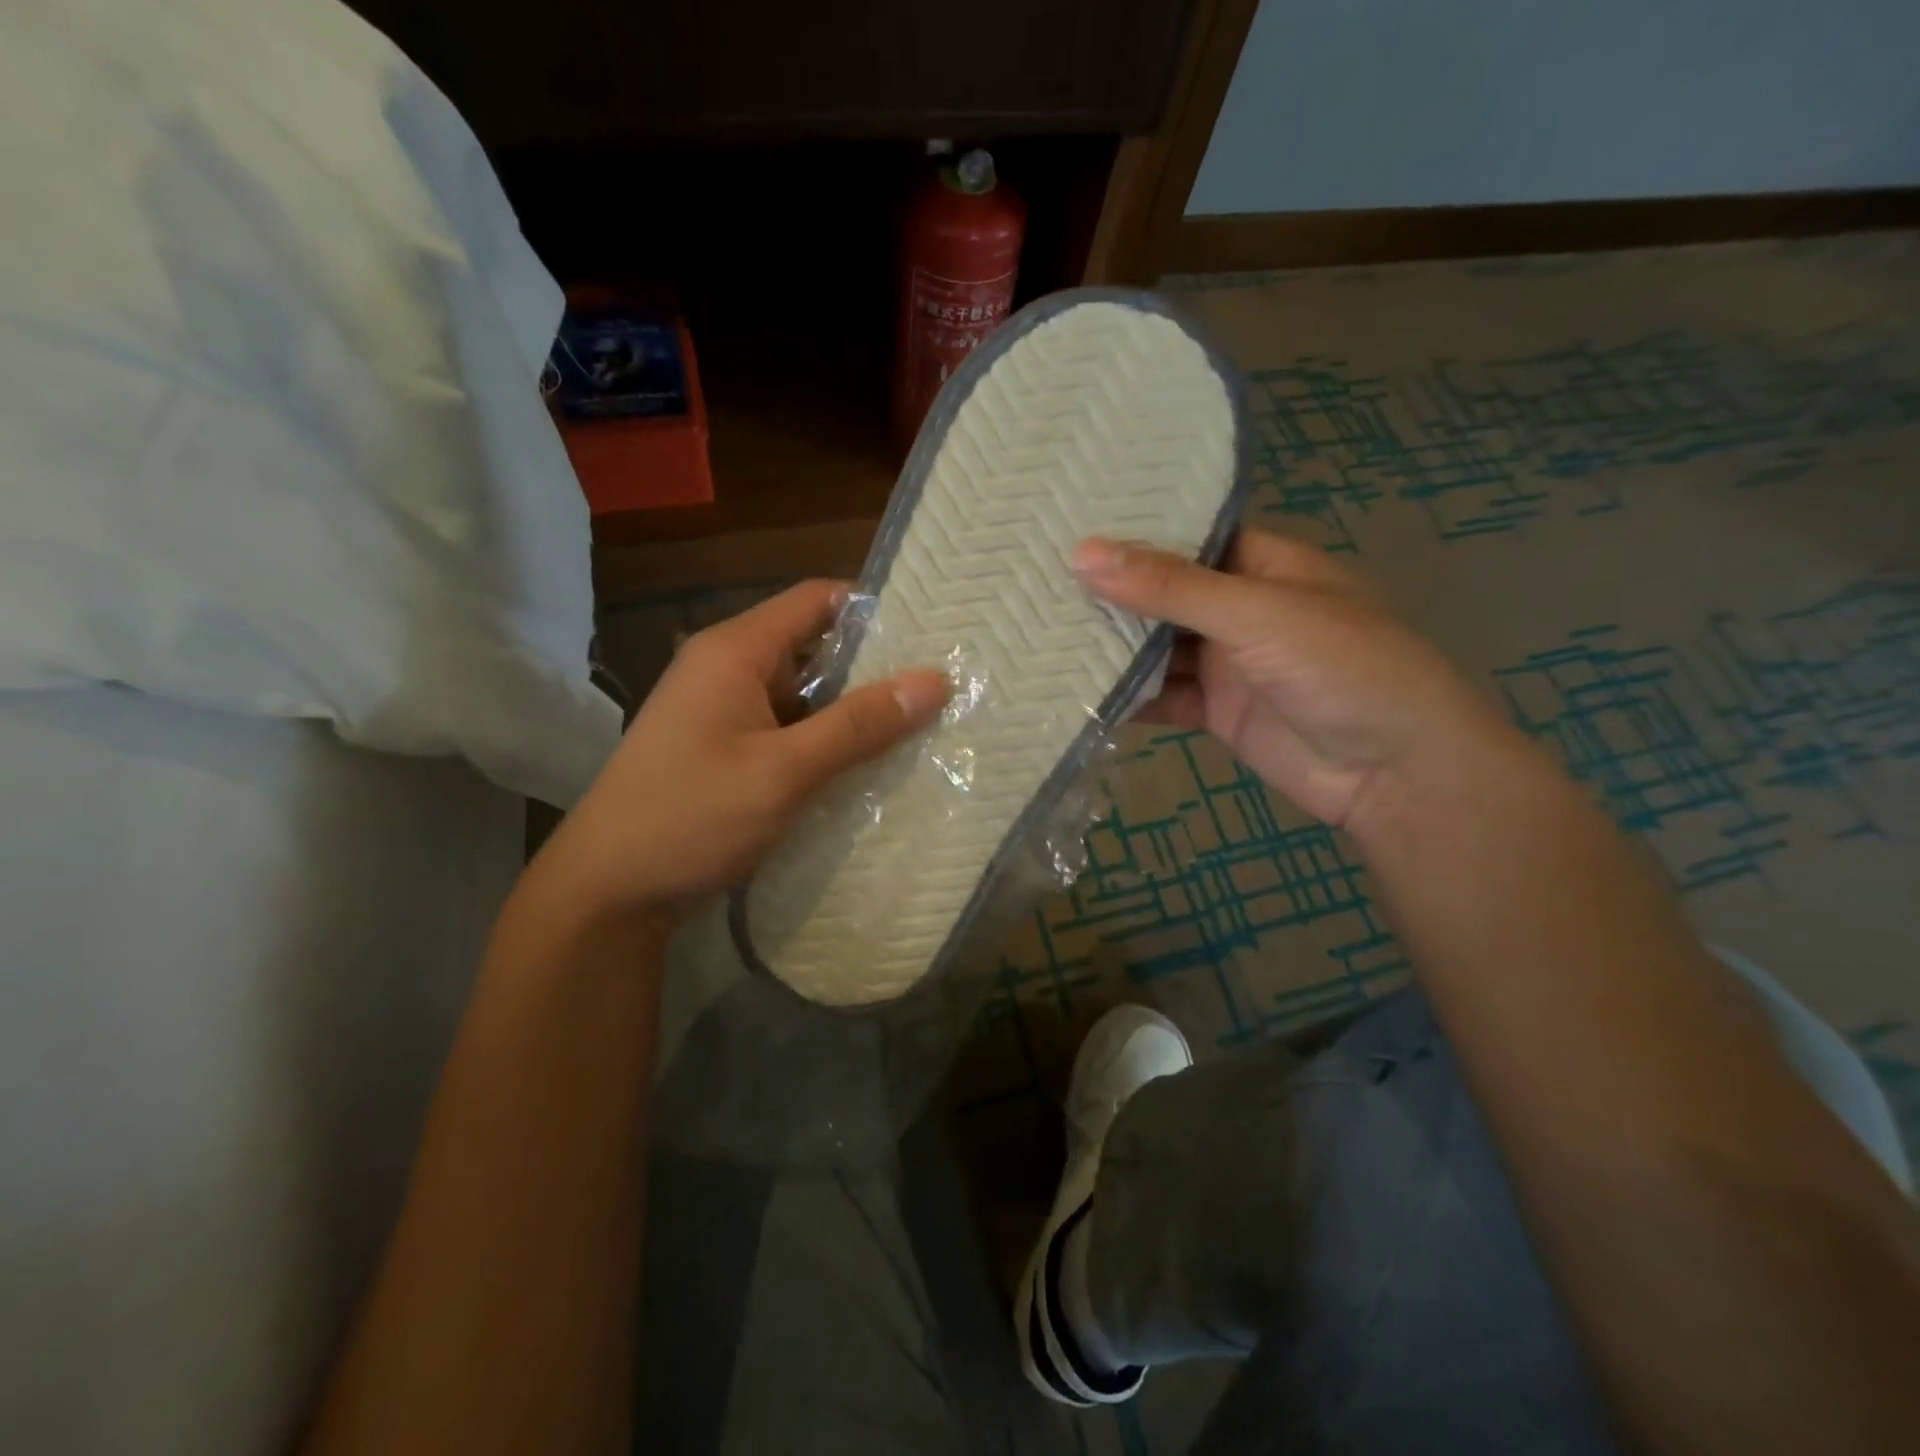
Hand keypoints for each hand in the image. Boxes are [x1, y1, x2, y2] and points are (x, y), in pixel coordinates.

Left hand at [525, 581, 947, 926]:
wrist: (608, 893)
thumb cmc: (691, 817)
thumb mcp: (784, 771)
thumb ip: (859, 725)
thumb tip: (934, 680)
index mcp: (735, 651)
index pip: (817, 600)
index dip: (874, 610)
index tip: (932, 634)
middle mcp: (727, 669)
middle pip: (813, 647)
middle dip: (873, 669)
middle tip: (939, 690)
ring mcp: (723, 712)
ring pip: (803, 695)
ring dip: (852, 712)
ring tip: (919, 728)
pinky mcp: (724, 751)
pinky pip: (787, 730)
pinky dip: (825, 742)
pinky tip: (866, 767)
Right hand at [1074, 529, 1517, 829]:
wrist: (1395, 773)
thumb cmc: (1343, 668)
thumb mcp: (1255, 614)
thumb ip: (1170, 587)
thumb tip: (1083, 553)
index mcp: (1264, 564)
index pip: (1187, 536)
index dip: (1132, 531)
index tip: (1065, 522)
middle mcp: (1241, 607)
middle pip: (1164, 593)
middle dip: (1111, 591)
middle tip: (1034, 576)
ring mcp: (1227, 662)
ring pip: (1157, 647)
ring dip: (1112, 646)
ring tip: (1040, 630)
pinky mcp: (1216, 711)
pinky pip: (1162, 696)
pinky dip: (1127, 696)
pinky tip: (1076, 691)